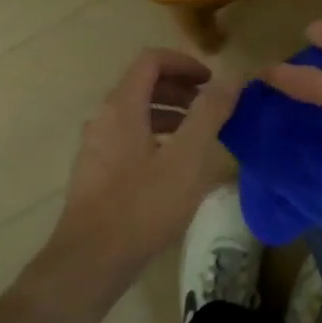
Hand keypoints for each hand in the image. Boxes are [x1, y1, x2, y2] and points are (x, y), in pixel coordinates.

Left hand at [46, 48, 242, 281]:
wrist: (91, 262)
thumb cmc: (143, 205)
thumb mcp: (187, 158)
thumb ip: (210, 113)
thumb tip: (230, 77)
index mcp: (122, 107)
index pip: (151, 60)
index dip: (184, 62)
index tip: (211, 81)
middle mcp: (103, 119)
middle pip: (142, 85)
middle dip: (180, 89)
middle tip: (211, 107)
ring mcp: (96, 147)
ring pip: (136, 114)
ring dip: (170, 114)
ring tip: (200, 137)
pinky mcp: (96, 174)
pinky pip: (129, 139)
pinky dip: (156, 138)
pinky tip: (175, 168)